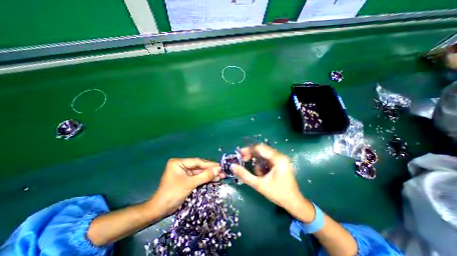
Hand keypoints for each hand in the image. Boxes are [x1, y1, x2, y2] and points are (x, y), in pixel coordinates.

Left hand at [148, 159, 223, 216]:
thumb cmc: (173, 194)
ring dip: (210, 175)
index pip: (197, 162)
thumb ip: (205, 175)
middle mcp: (182, 165)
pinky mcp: (187, 179)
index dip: (210, 164)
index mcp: (179, 162)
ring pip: (200, 172)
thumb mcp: (190, 183)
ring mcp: (184, 172)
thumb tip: (219, 169)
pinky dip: (206, 179)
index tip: (220, 166)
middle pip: (199, 167)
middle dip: (211, 170)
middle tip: (223, 171)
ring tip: (221, 176)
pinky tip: (215, 179)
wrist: (160, 211)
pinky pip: (198, 177)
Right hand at [233, 145, 314, 220]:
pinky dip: (262, 165)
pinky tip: (262, 174)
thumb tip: (232, 166)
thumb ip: (244, 175)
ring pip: (263, 155)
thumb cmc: (278, 194)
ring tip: (258, 175)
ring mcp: (281, 159)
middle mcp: (280, 155)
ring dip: (257, 162)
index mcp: (278, 159)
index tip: (240, 155)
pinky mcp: (280, 162)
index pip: (259, 148)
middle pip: (261, 150)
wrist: (294, 203)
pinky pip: (267, 159)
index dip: (248, 150)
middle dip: (251, 155)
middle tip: (244, 161)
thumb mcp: (259, 185)